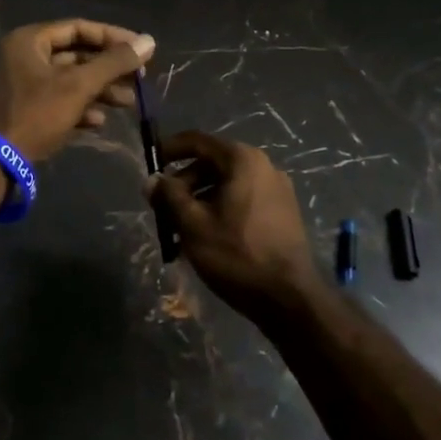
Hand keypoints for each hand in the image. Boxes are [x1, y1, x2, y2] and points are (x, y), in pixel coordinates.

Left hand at [0, 20, 154, 161]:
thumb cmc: (37, 113)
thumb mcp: (79, 85)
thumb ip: (114, 62)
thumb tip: (149, 41)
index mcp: (30, 41)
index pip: (79, 28)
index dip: (113, 37)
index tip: (142, 49)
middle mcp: (26, 56)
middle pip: (77, 54)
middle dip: (109, 68)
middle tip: (140, 78)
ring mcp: (26, 84)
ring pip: (72, 79)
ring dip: (101, 90)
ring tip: (129, 102)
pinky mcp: (29, 109)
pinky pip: (61, 100)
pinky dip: (82, 107)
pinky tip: (100, 121)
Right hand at [147, 131, 323, 324]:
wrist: (290, 299)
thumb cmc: (237, 254)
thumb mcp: (193, 224)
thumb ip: (169, 196)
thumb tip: (152, 180)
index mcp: (242, 160)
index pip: (197, 141)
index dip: (169, 149)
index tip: (149, 163)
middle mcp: (263, 166)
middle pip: (212, 164)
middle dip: (183, 184)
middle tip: (162, 209)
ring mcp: (277, 189)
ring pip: (226, 185)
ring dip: (199, 201)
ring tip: (180, 230)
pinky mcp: (283, 212)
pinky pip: (242, 200)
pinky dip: (220, 210)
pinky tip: (206, 238)